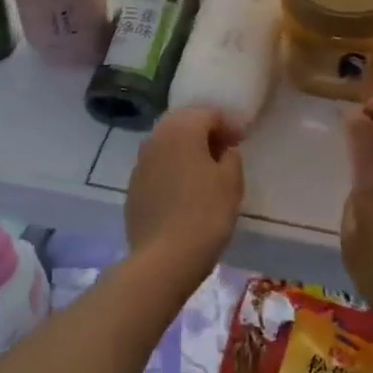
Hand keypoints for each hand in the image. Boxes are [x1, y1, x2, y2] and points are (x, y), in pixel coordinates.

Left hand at [125, 106, 243, 283]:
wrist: (163, 258)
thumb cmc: (205, 213)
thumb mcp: (231, 182)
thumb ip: (231, 157)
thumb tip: (223, 151)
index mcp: (182, 129)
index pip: (208, 113)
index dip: (228, 125)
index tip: (240, 142)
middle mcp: (156, 137)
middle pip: (184, 124)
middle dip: (204, 133)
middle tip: (223, 153)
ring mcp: (140, 162)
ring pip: (167, 144)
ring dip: (186, 151)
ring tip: (204, 172)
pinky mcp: (133, 187)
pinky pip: (157, 167)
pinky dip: (171, 169)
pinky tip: (183, 191)